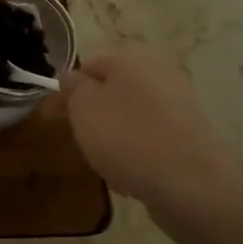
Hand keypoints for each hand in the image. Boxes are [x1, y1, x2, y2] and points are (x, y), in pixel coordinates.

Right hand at [51, 46, 242, 213]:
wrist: (191, 184)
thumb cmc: (126, 136)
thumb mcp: (83, 106)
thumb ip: (72, 86)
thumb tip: (72, 77)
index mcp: (131, 59)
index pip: (88, 64)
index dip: (65, 89)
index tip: (50, 115)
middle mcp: (158, 75)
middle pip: (111, 90)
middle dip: (89, 113)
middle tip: (73, 136)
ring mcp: (178, 107)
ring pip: (129, 116)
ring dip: (110, 134)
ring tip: (100, 160)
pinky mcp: (190, 138)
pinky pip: (149, 139)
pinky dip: (134, 152)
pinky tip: (127, 174)